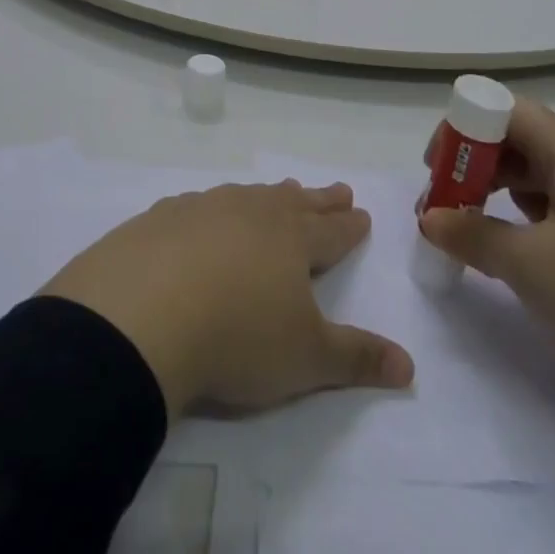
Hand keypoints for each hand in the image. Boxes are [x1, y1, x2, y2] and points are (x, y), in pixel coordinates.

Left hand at [41, 181, 413, 418]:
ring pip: (248, 195)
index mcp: (291, 239)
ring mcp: (204, 207)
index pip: (330, 229)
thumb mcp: (307, 359)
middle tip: (337, 189)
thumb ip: (357, 357)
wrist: (144, 312)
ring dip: (269, 196)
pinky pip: (201, 204)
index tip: (362, 212)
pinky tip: (207, 213)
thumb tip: (409, 364)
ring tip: (281, 192)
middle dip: (318, 199)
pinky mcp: (163, 216)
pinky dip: (215, 208)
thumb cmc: (238, 336)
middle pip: (293, 202)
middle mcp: (251, 211)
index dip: (349, 225)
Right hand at [420, 100, 554, 443]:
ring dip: (507, 191)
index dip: (462, 131)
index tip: (437, 171)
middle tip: (451, 205)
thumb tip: (430, 218)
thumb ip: (471, 234)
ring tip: (485, 231)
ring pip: (549, 172)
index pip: (504, 110)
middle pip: (524, 137)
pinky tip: (534, 252)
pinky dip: (541, 215)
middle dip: (478, 164)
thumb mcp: (530, 266)